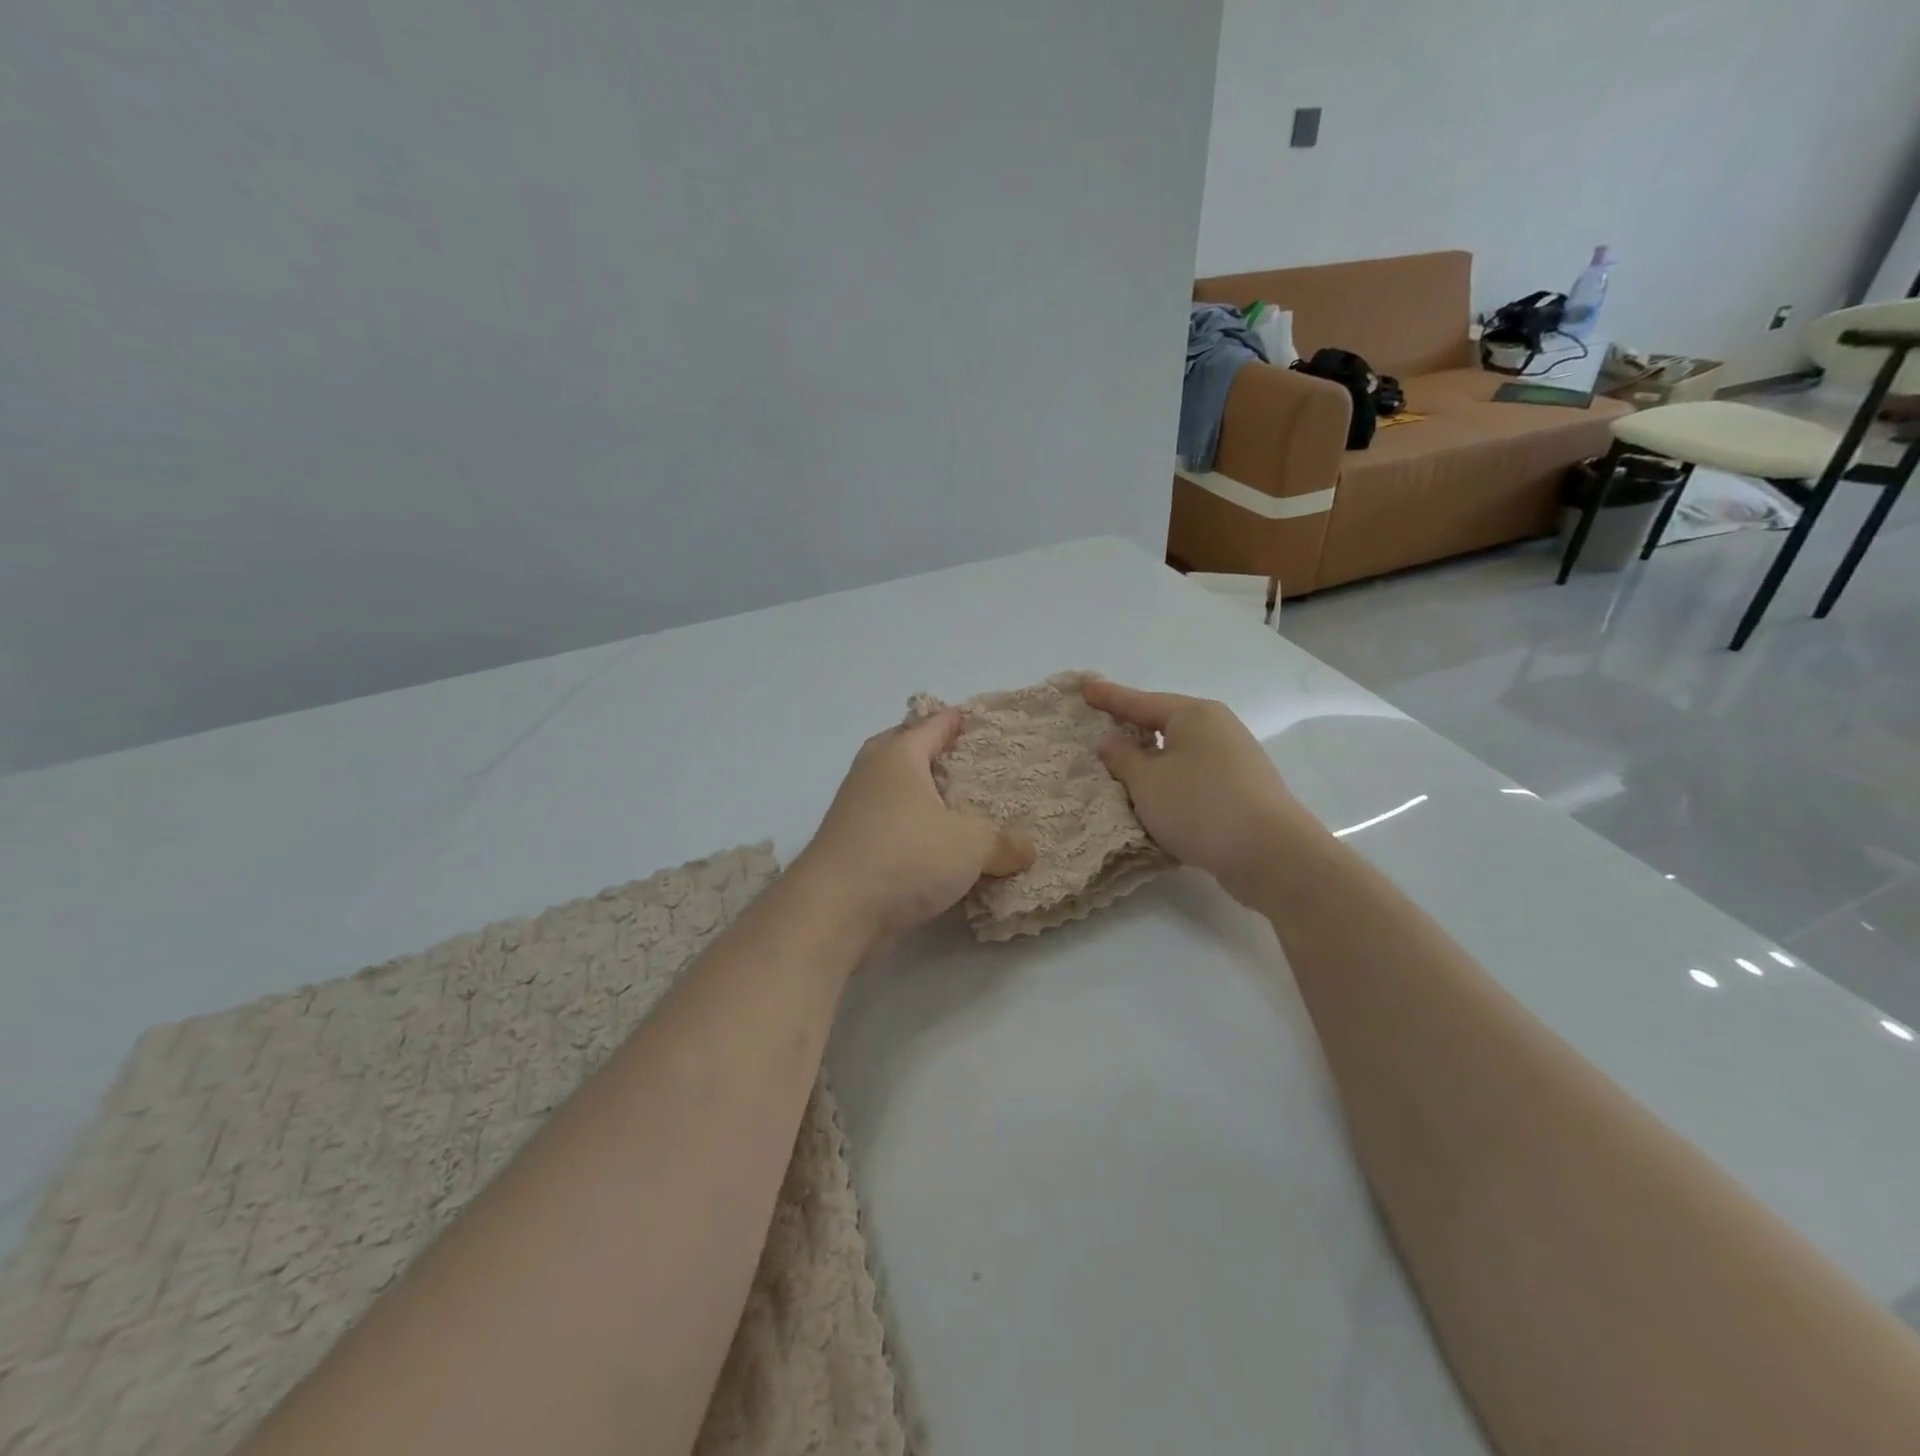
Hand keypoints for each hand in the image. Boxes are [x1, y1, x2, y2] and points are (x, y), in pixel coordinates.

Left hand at [793, 710, 1034, 946]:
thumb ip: (1002, 843)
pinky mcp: (849, 847)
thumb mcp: (970, 846)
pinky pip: (886, 824)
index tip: (971, 717)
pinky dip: (908, 827)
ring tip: (951, 802)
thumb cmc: (905, 856)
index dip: (953, 720)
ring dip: (915, 791)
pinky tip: (931, 846)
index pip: (930, 726)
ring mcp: (854, 812)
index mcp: (897, 758)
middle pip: (898, 748)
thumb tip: (1027, 848)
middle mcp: (870, 776)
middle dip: (925, 749)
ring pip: (890, 788)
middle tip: (959, 757)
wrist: (835, 911)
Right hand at [1083, 680, 1313, 904]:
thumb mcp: (1147, 781)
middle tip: (1099, 729)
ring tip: (1121, 771)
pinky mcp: (1242, 791)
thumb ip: (1122, 758)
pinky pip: (1193, 778)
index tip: (1084, 689)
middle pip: (1163, 725)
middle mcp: (1218, 729)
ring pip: (1179, 755)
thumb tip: (1111, 740)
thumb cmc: (1200, 806)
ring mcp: (1235, 760)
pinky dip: (1170, 785)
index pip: (1140, 702)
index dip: (1109, 697)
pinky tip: (1155, 801)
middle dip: (1132, 730)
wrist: (1271, 854)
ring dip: (1151, 763)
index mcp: (1194, 715)